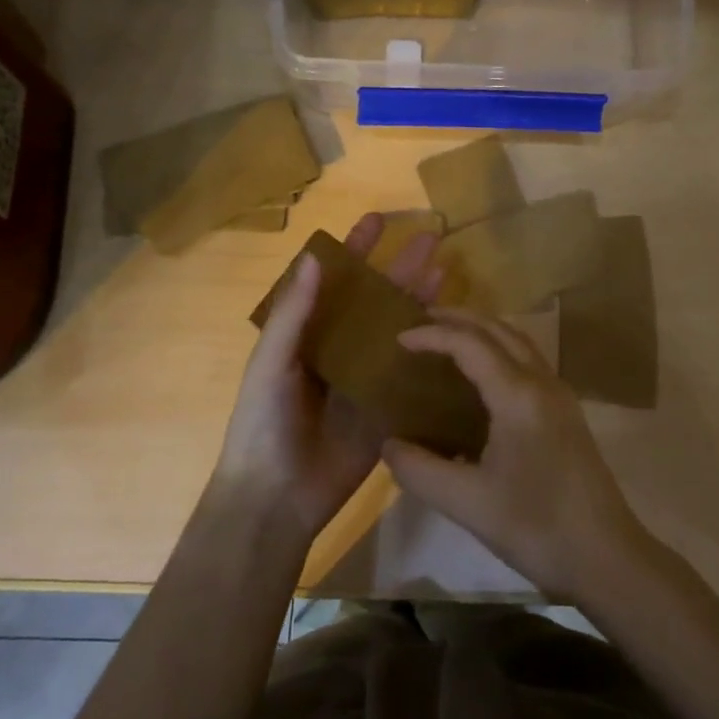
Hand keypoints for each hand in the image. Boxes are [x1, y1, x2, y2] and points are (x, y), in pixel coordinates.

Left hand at [212, 212, 442, 549]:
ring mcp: (366, 379)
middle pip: (375, 300)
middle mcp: (340, 350)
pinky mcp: (387, 409)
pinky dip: (432, 352)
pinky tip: (456, 332)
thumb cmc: (263, 423)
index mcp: (307, 334)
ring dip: (420, 302)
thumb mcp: (270, 363)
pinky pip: (411, 375)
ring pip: (398, 331)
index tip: (377, 220)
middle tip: (430, 238)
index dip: (354, 250)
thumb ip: (293, 313)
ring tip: (446, 272)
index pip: (334, 281)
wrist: (276, 498)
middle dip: (400, 268)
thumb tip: (317, 256)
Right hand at [382, 309, 648, 601]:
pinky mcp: (566, 413)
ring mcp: (559, 396)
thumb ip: (419, 470)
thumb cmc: (537, 527)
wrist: (607, 557)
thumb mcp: (467, 503)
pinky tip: (481, 377)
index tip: (398, 339)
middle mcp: (542, 382)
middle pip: (498, 329)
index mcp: (518, 395)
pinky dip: (499, 351)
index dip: (432, 335)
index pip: (470, 344)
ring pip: (518, 342)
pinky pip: (528, 361)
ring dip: (482, 331)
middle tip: (420, 322)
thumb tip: (389, 445)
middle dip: (458, 319)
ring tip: (447, 339)